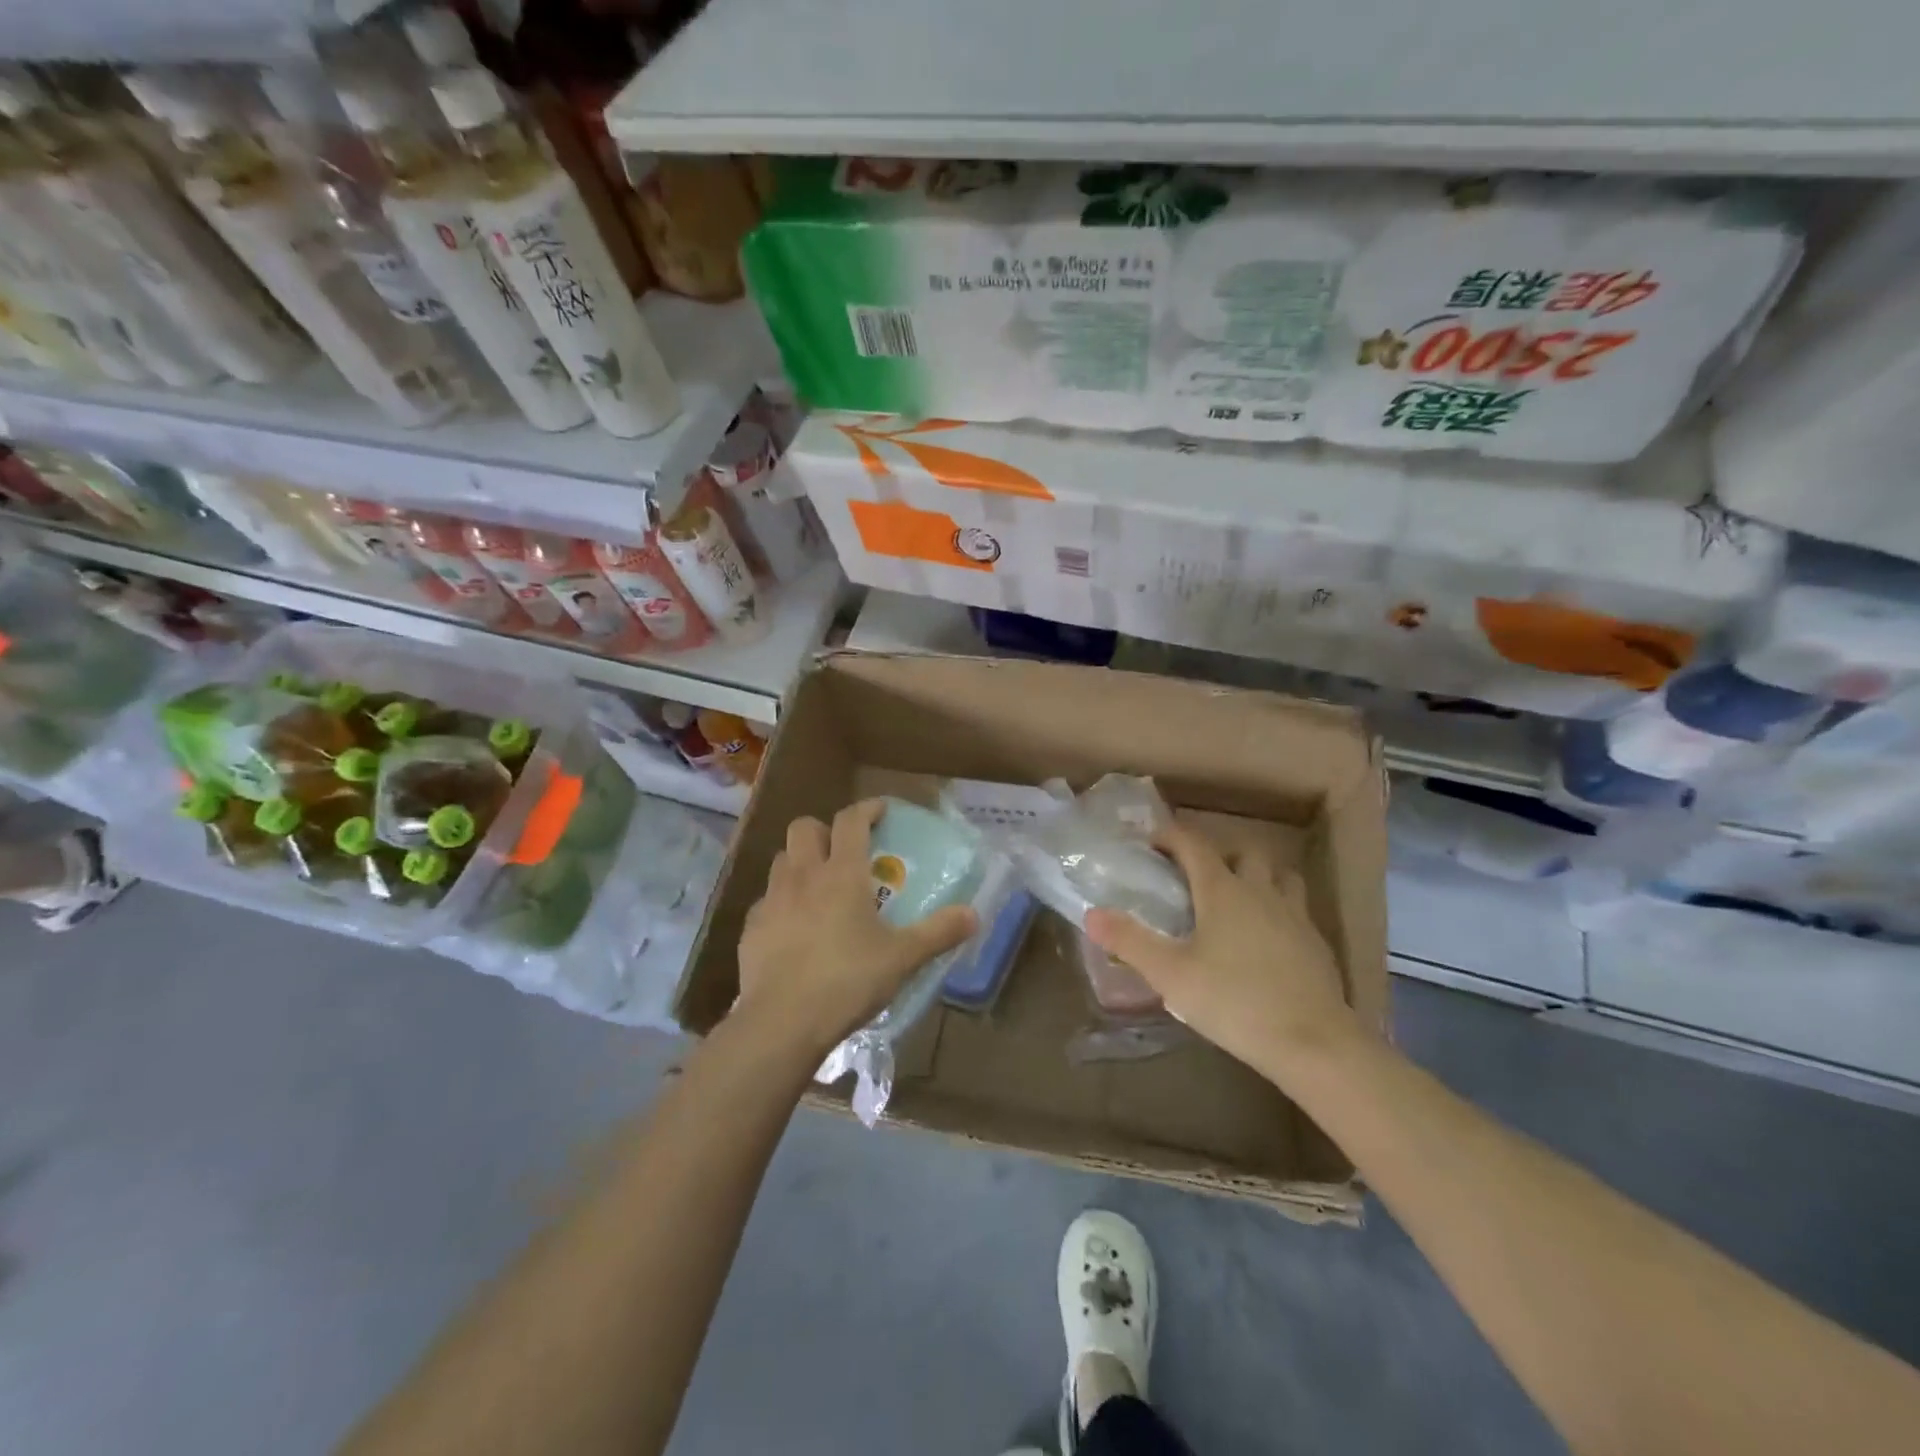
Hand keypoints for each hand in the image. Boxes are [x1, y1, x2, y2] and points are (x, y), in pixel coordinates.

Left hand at [735, 799, 978, 1057]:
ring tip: (818, 886)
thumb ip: (938, 932)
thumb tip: (974, 914)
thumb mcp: (902, 958)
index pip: (851, 821)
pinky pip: (766, 900)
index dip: (867, 809)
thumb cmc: (847, 981)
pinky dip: (782, 902)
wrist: (782, 1022)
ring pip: (781, 860)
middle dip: (824, 830)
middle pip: (805, 827)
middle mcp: (803, 876)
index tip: (881, 810)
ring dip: (800, 862)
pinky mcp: (751, 928)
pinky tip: (795, 927)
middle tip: (844, 850)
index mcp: (842, 874)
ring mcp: (772, 900)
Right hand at [1084, 822, 1359, 1077]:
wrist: (1314, 1044)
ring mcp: (1295, 915)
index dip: (1170, 835)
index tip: (1149, 843)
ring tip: (1236, 901)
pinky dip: (1277, 909)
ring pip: (1278, 875)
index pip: (1194, 843)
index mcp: (1222, 890)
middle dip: (1217, 854)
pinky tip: (1266, 940)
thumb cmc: (1235, 1002)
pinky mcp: (1316, 944)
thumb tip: (1092, 914)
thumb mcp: (1170, 975)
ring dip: (1256, 876)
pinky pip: (1295, 908)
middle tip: (1195, 878)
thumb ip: (1130, 941)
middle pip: (1242, 852)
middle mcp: (1260, 891)